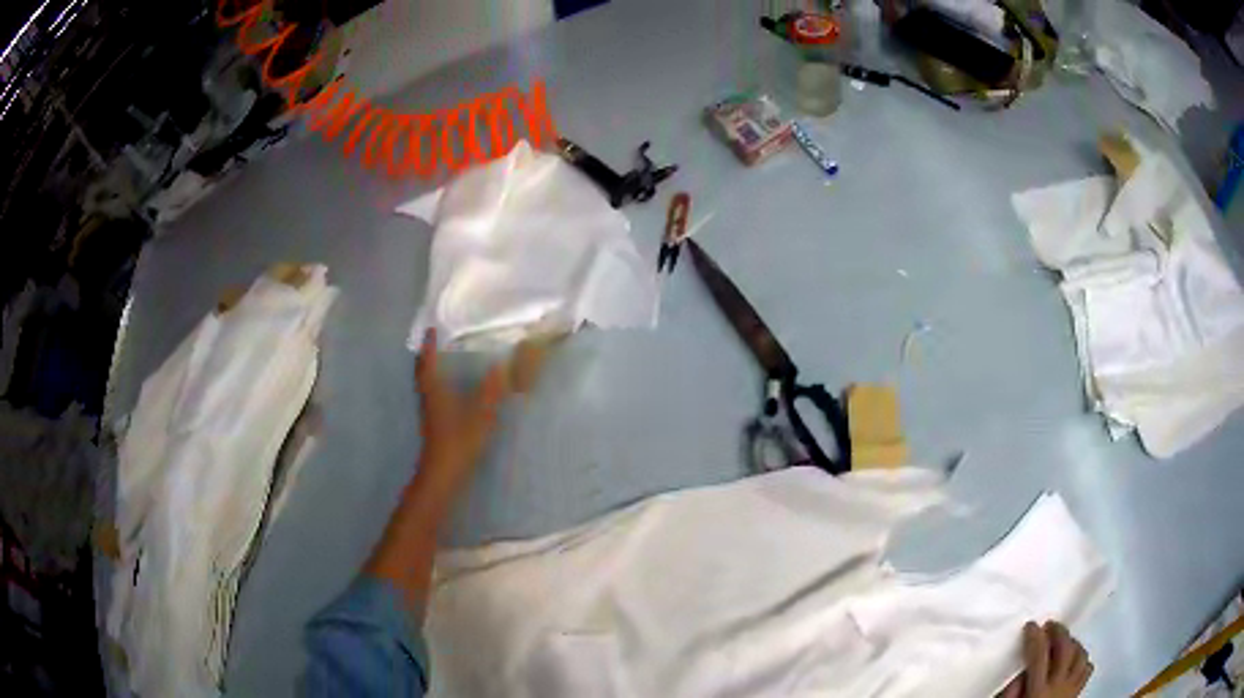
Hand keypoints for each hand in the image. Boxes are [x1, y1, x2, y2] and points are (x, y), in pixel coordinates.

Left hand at [414, 328, 509, 496]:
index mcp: (435, 391)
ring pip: (425, 383)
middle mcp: (428, 397)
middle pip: (422, 371)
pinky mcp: (433, 423)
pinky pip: (431, 394)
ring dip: (429, 369)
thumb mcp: (480, 415)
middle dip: (426, 355)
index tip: (432, 329)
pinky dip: (436, 383)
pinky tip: (449, 387)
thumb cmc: (458, 442)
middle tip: (435, 341)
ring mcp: (429, 412)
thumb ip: (491, 391)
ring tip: (441, 358)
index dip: (429, 345)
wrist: (442, 474)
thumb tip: (501, 367)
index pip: (427, 362)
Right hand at [1000, 621, 1093, 697]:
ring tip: (1063, 640)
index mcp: (1038, 692)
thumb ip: (1012, 692)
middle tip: (1050, 625)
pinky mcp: (1079, 692)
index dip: (1035, 638)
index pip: (1039, 657)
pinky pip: (1087, 669)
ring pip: (1081, 655)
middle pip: (1066, 649)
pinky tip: (1074, 659)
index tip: (1031, 626)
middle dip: (1059, 632)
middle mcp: (1059, 686)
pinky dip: (1082, 659)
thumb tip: (1019, 671)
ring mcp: (1072, 689)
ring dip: (1072, 642)